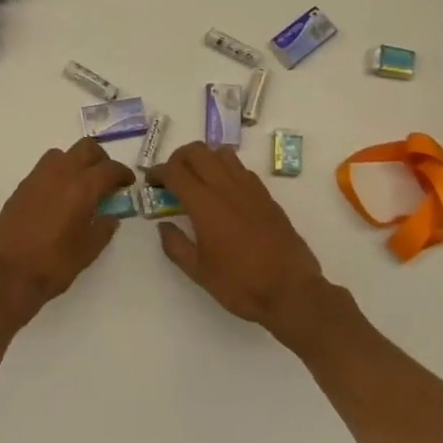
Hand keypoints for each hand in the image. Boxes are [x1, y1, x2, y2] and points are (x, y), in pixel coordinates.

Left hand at [0, 138, 135, 326]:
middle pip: (85, 148)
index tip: (128, 183)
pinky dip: (57, 174)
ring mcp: (37, 178)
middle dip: (100, 159)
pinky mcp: (21, 187)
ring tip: (81, 186)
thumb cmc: (53, 265)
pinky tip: (59, 198)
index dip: (122, 173)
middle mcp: (60, 174)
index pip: (109, 168)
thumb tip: (110, 216)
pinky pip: (44, 169)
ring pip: (62, 154)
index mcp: (81, 187)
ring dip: (76, 162)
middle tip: (106, 179)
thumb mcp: (88, 251)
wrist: (6, 274)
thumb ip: (103, 228)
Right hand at [147, 141, 331, 342]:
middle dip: (178, 158)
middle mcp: (226, 187)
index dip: (158, 171)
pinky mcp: (266, 196)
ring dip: (204, 158)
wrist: (291, 291)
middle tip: (171, 177)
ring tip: (197, 179)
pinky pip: (241, 169)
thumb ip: (176, 245)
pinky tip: (224, 192)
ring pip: (221, 153)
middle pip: (197, 151)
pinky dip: (225, 170)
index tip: (150, 181)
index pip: (175, 170)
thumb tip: (163, 225)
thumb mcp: (199, 272)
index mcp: (204, 203)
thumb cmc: (240, 284)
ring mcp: (250, 188)